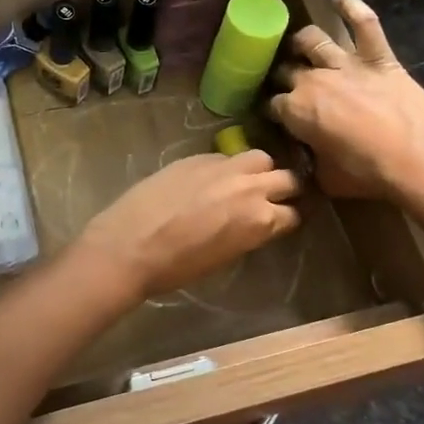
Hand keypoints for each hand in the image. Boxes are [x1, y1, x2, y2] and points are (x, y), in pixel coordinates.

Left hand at [76, 151, 300, 302]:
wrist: (129, 245)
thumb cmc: (176, 267)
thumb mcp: (225, 257)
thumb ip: (248, 233)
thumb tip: (253, 223)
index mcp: (260, 220)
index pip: (294, 213)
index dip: (291, 217)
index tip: (287, 218)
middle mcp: (250, 188)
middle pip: (287, 178)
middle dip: (286, 188)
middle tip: (276, 196)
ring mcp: (223, 167)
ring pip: (260, 158)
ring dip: (261, 169)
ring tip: (247, 180)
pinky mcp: (197, 157)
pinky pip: (226, 156)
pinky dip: (228, 166)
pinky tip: (214, 177)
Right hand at [268, 0, 423, 202]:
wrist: (417, 158)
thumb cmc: (367, 173)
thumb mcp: (325, 178)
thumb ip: (309, 163)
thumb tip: (306, 161)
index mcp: (295, 110)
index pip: (271, 105)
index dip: (271, 111)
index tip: (275, 117)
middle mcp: (312, 79)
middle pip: (285, 70)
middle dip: (281, 76)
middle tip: (285, 84)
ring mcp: (346, 63)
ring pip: (312, 40)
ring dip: (302, 42)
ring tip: (300, 45)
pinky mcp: (378, 57)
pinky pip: (364, 24)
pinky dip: (352, 8)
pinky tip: (340, 0)